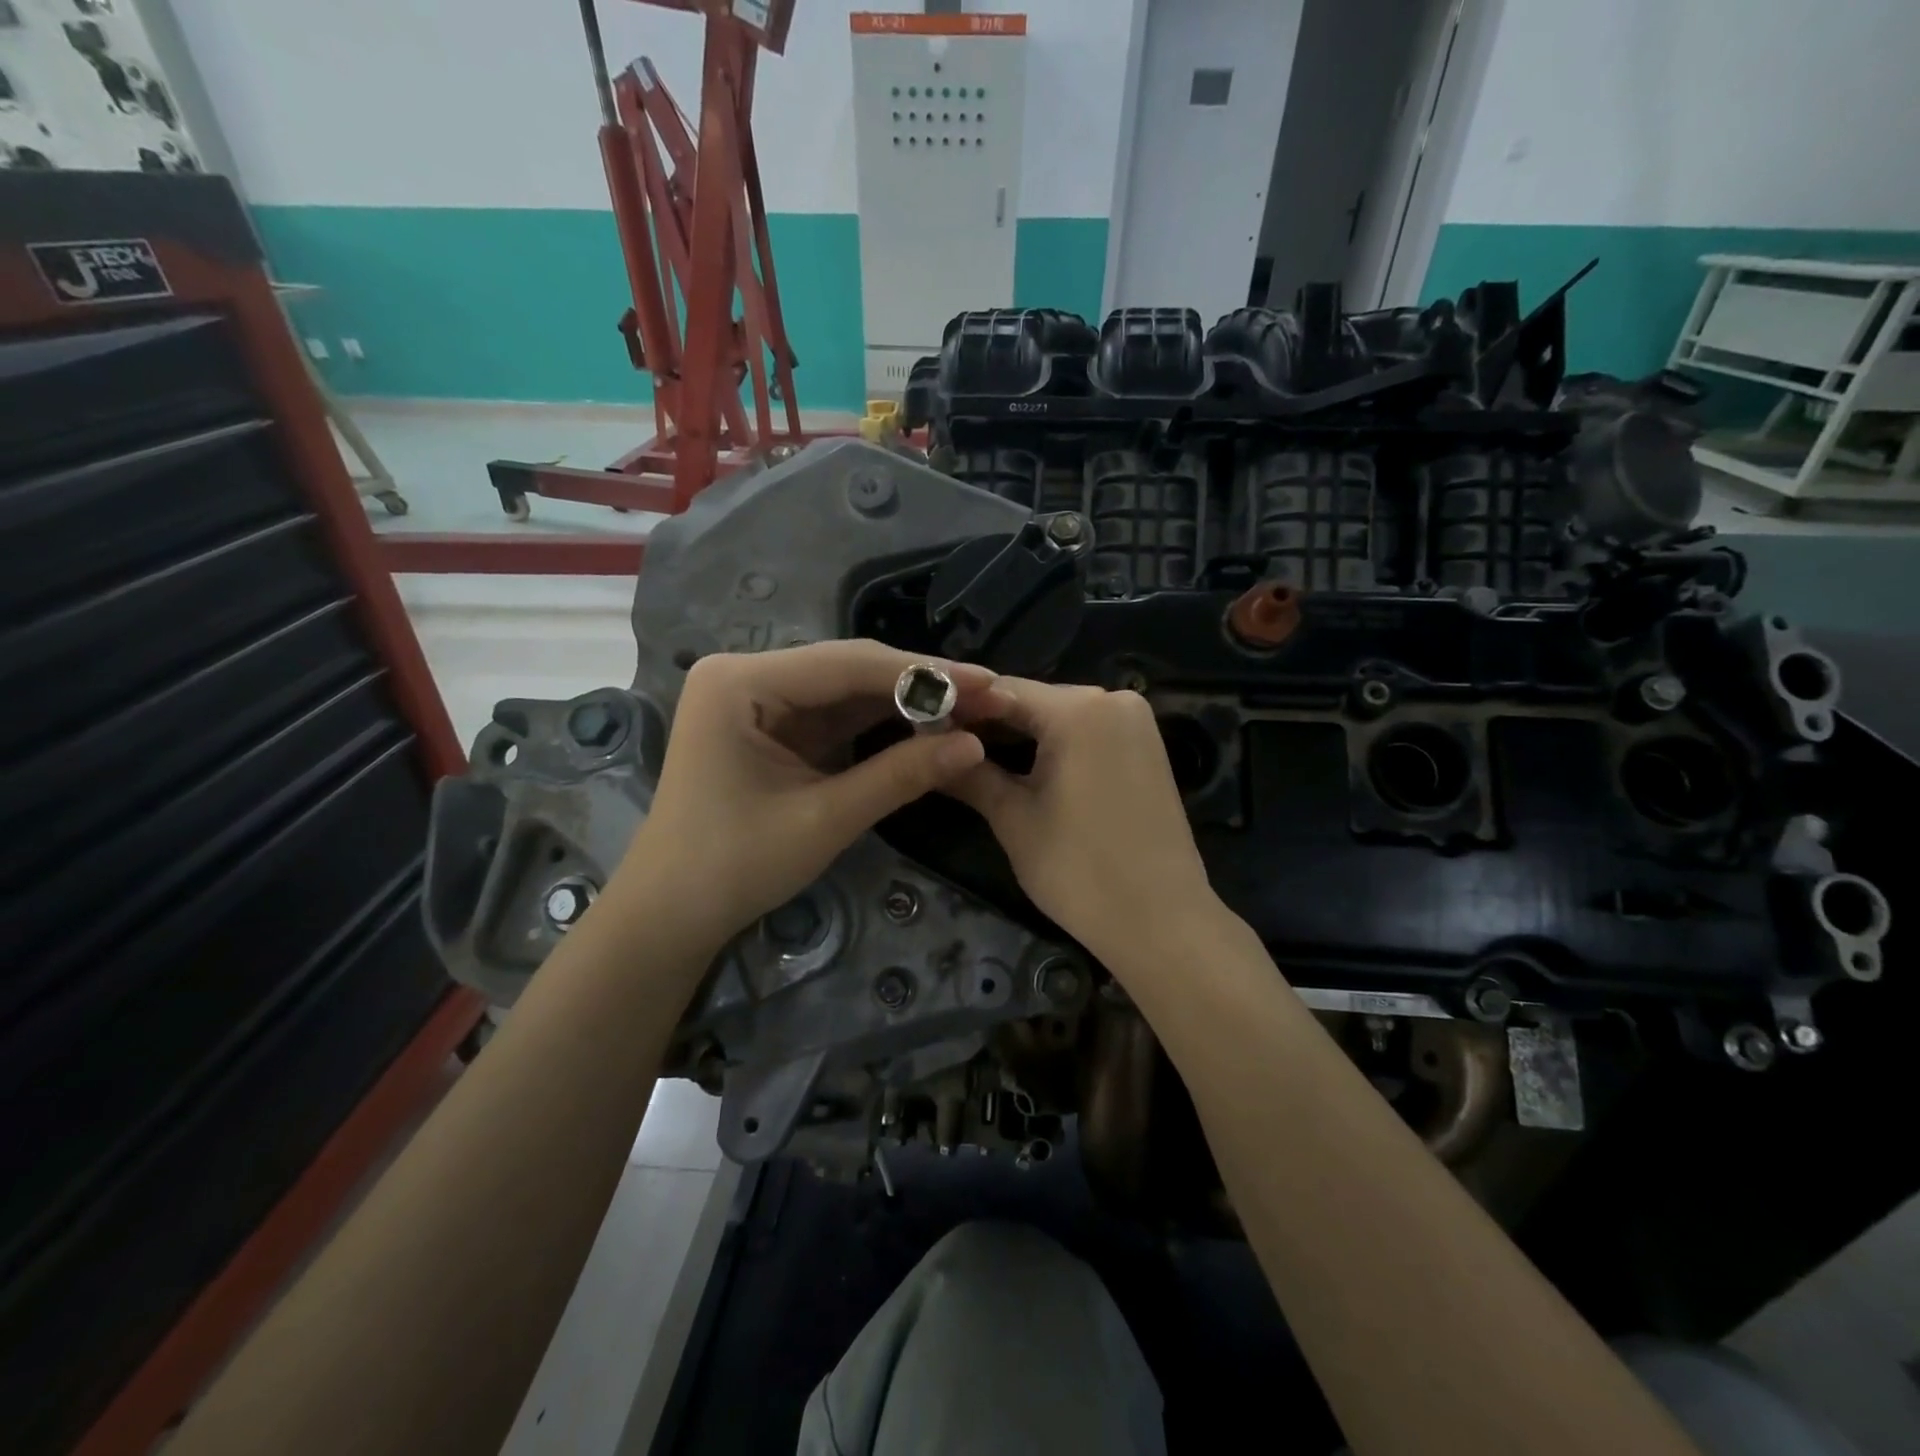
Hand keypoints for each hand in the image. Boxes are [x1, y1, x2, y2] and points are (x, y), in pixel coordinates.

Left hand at [614, 640, 996, 949]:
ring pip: (847, 691)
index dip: (922, 674)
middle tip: (987, 694)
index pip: (847, 665)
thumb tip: (975, 745)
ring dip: (905, 702)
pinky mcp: (771, 726)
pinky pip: (835, 716)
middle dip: (918, 685)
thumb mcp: (824, 819)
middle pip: (848, 670)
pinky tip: (925, 724)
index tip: (986, 681)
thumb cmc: (734, 866)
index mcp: (741, 682)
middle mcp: (747, 675)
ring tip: (969, 707)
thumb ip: (900, 776)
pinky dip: (880, 724)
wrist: (672, 914)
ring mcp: (758, 700)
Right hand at [950, 680, 1218, 967]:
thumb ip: (970, 775)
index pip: (1000, 691)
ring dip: (1020, 735)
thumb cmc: (1081, 870)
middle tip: (942, 749)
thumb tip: (926, 750)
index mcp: (1079, 709)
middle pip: (1032, 700)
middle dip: (988, 723)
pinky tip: (1023, 767)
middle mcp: (1113, 699)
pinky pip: (1086, 732)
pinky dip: (1054, 745)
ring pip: (1059, 716)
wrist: (1161, 921)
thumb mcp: (1014, 819)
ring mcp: (1135, 722)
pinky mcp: (1146, 746)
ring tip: (974, 761)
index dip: (958, 709)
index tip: (923, 730)